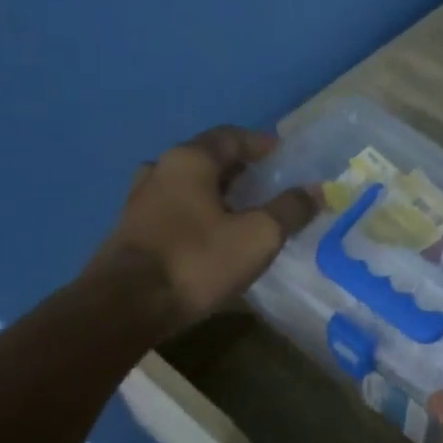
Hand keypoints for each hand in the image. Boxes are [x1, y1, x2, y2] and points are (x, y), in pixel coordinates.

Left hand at [92, 126, 317, 334]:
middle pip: (207, 159)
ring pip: (187, 186)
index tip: (283, 156)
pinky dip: (197, 214)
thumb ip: (289, 210)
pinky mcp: (131, 231)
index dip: (260, 144)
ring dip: (216, 193)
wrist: (126, 306)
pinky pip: (174, 211)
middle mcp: (160, 169)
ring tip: (242, 212)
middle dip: (239, 169)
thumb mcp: (257, 236)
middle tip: (267, 185)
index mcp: (189, 160)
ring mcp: (139, 200)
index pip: (231, 136)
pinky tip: (212, 237)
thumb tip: (316, 190)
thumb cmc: (197, 260)